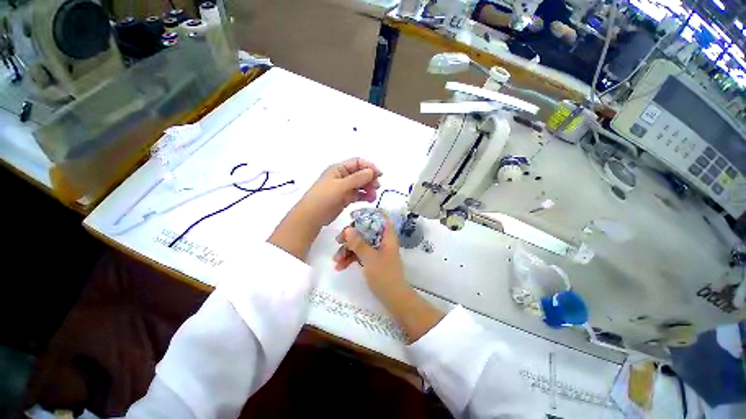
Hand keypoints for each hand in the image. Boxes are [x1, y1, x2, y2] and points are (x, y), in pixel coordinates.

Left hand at [294, 158, 381, 228]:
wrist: (311, 217)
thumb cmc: (323, 198)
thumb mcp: (340, 186)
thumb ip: (357, 178)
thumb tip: (371, 171)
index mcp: (338, 169)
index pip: (357, 163)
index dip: (369, 167)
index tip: (379, 174)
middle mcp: (342, 177)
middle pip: (360, 174)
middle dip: (370, 178)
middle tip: (377, 186)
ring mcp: (344, 188)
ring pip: (360, 185)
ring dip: (368, 188)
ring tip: (374, 196)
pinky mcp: (345, 198)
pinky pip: (358, 194)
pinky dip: (364, 196)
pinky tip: (370, 200)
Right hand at [333, 215, 444, 341]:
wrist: (394, 298)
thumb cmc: (384, 275)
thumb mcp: (369, 258)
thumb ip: (358, 243)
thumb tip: (348, 228)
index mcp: (387, 236)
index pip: (380, 217)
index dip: (368, 213)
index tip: (353, 216)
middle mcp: (383, 240)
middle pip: (366, 230)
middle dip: (351, 235)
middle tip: (338, 241)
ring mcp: (377, 250)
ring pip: (361, 243)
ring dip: (348, 249)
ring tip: (336, 260)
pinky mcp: (373, 260)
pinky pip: (360, 254)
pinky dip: (351, 258)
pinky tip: (340, 266)